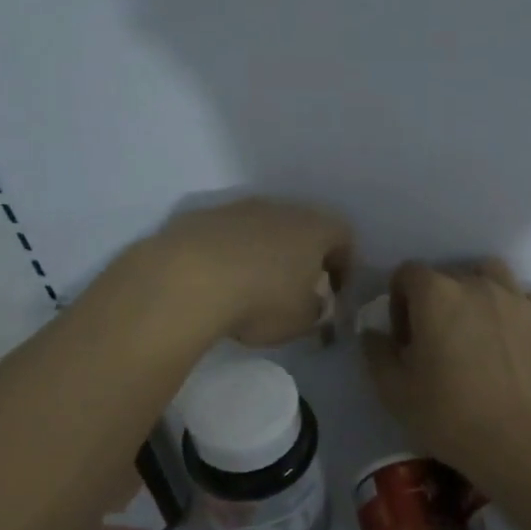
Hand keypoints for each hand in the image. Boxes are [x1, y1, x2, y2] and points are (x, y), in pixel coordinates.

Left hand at [148, 198, 352, 345]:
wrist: (186, 280)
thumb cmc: (261, 301)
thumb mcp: (301, 321)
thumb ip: (316, 310)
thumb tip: (313, 304)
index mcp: (315, 228)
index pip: (344, 237)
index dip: (344, 266)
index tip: (335, 293)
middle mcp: (280, 209)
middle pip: (302, 228)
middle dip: (303, 256)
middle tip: (296, 288)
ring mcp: (237, 208)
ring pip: (262, 228)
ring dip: (264, 252)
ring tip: (253, 286)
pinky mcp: (201, 217)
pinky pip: (226, 235)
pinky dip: (229, 253)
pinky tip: (218, 281)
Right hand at [362, 259, 530, 482]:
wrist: (517, 439)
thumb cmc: (448, 415)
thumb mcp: (394, 391)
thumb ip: (377, 352)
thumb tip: (374, 332)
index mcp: (436, 294)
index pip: (408, 274)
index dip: (399, 302)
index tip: (404, 337)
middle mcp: (477, 284)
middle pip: (448, 275)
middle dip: (436, 300)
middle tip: (437, 340)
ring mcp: (515, 298)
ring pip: (490, 274)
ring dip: (476, 291)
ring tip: (475, 326)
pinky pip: (523, 296)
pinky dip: (512, 306)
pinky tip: (508, 334)